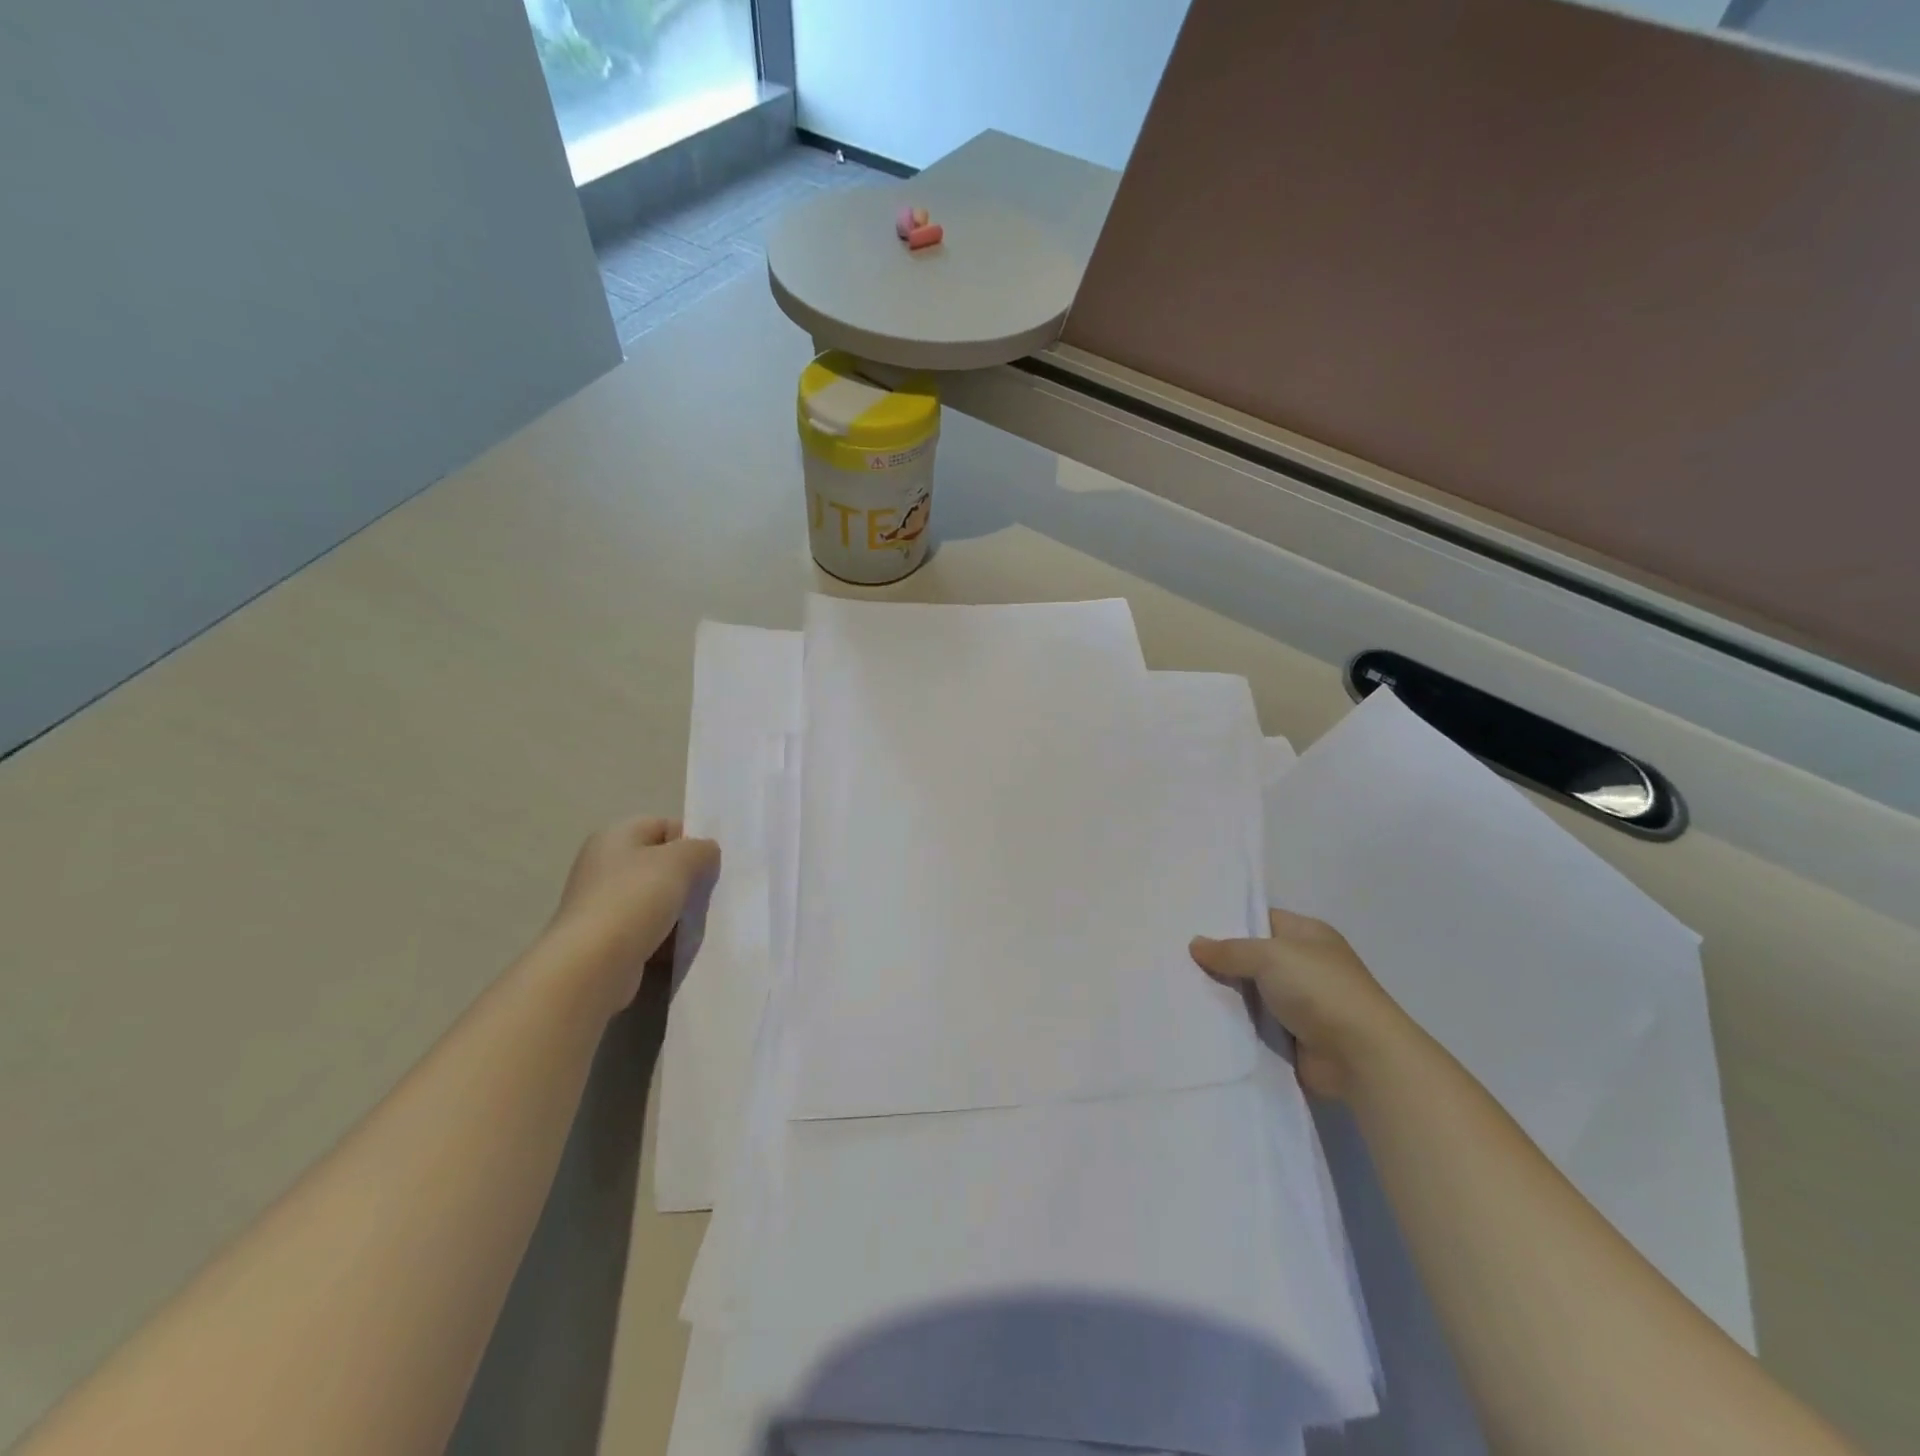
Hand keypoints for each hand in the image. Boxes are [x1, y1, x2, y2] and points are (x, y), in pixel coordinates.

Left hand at [543, 817, 719, 1016]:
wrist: (593, 965)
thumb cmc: (635, 899)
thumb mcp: (679, 861)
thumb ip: (700, 849)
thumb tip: (705, 852)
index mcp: (615, 836)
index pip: (664, 826)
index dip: (691, 840)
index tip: (712, 864)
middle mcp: (603, 865)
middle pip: (660, 864)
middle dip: (687, 878)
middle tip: (708, 894)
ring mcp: (602, 903)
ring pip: (655, 899)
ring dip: (678, 911)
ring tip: (696, 923)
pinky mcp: (605, 938)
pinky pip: (645, 929)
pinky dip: (664, 936)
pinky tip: (678, 946)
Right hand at [1190, 909, 1412, 1098]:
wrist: (1361, 1057)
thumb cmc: (1320, 990)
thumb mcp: (1270, 956)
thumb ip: (1230, 950)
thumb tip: (1195, 944)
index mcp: (1307, 934)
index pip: (1261, 919)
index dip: (1228, 921)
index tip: (1190, 925)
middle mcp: (1305, 964)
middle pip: (1252, 957)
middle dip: (1220, 960)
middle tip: (1177, 957)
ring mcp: (1300, 1002)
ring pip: (1251, 992)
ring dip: (1226, 995)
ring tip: (1180, 988)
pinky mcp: (1293, 1035)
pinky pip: (1255, 1023)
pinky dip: (1235, 1023)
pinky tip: (1201, 1019)